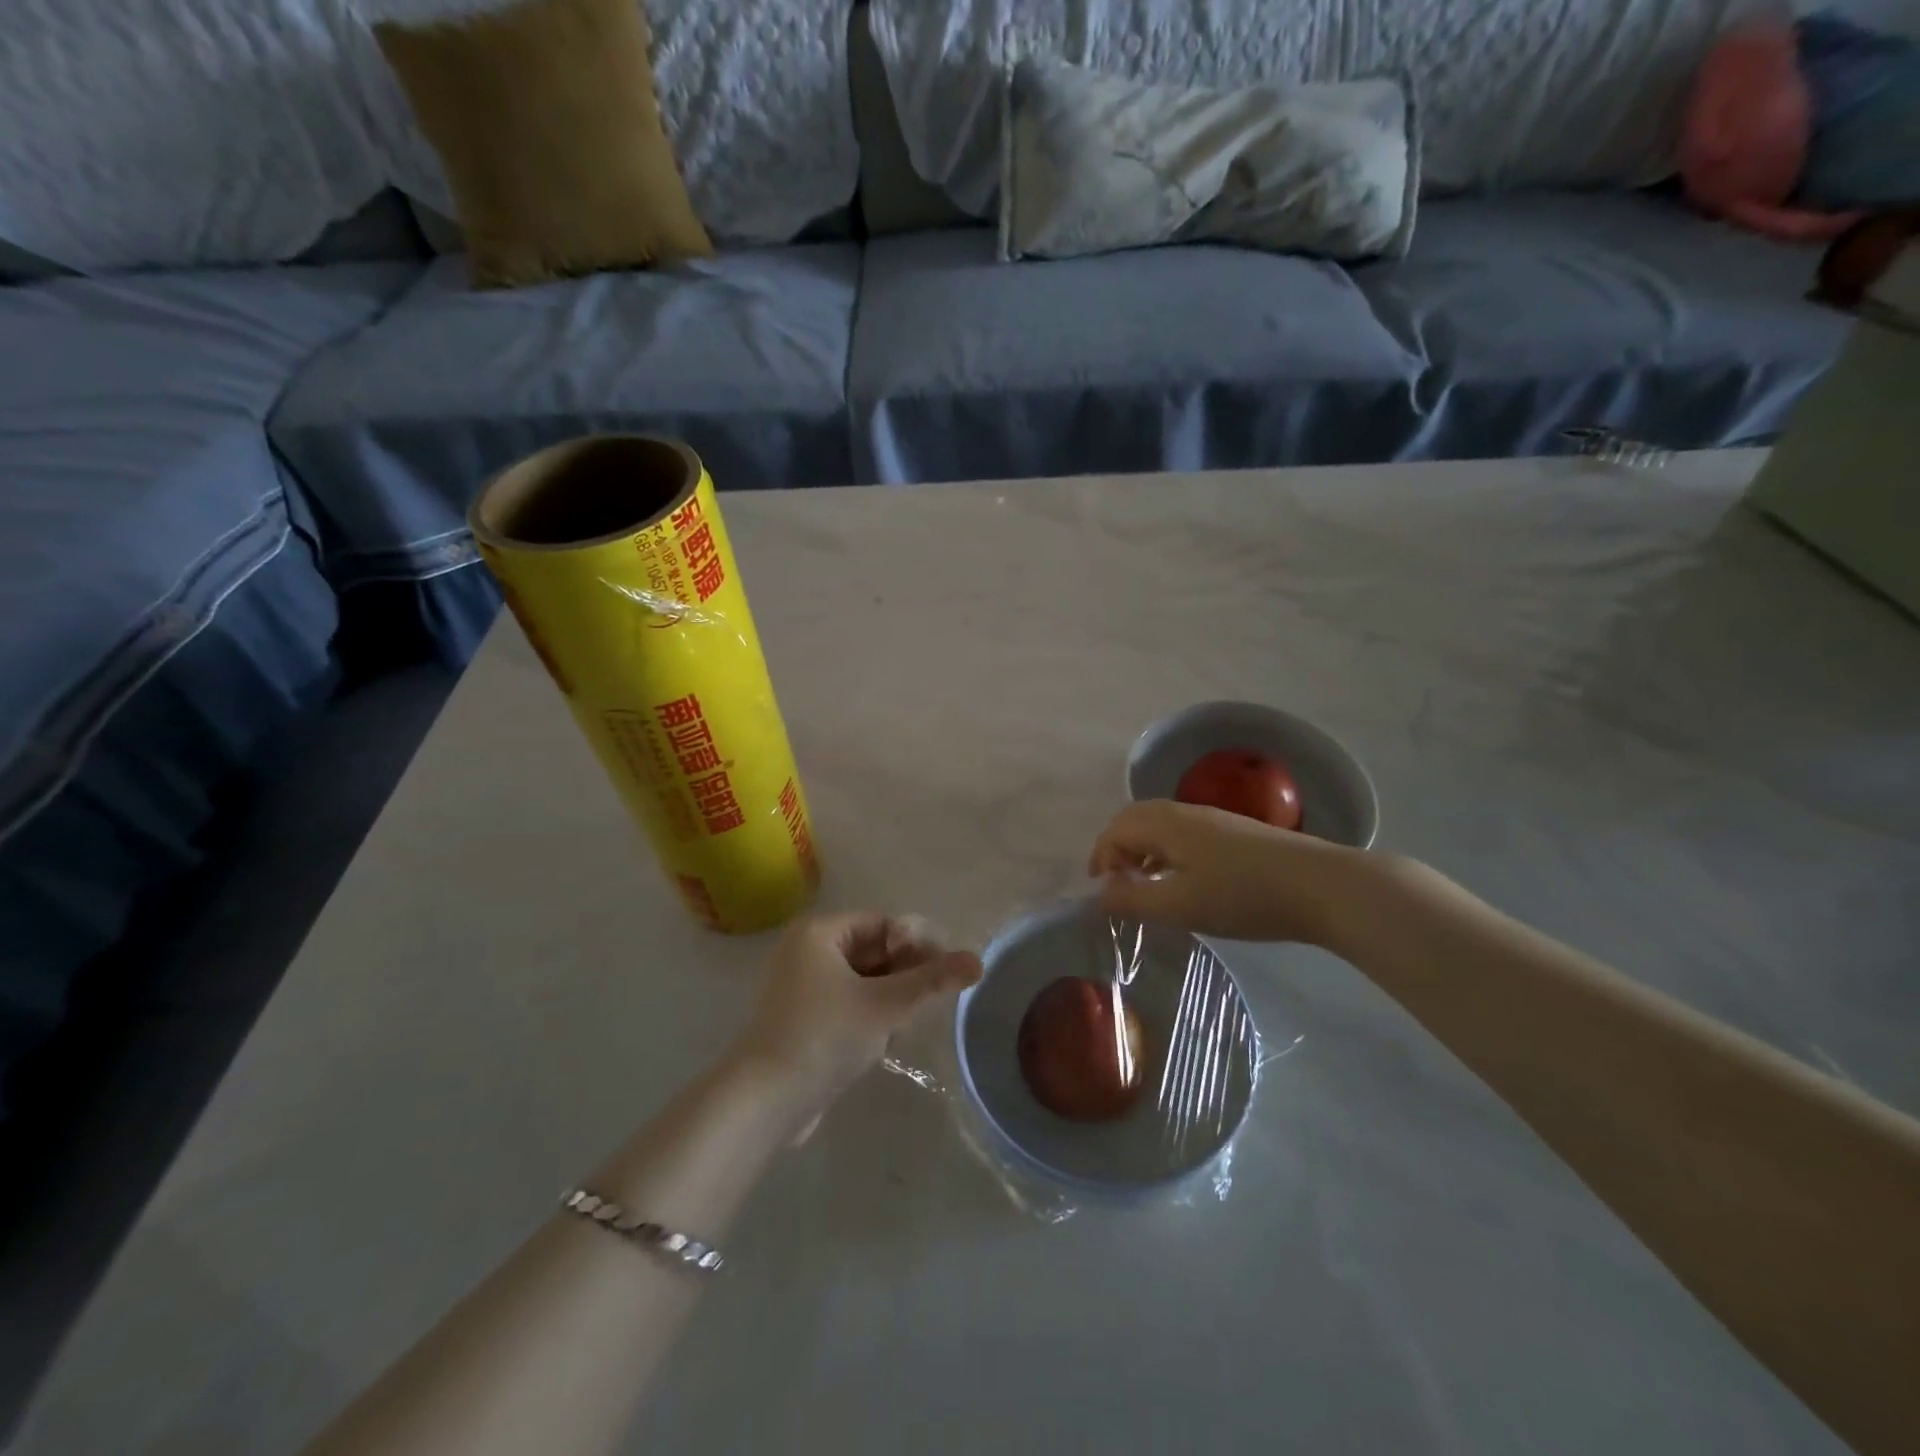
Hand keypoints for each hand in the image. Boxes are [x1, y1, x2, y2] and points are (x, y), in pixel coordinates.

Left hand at [726, 912, 981, 1129]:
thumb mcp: (885, 1006)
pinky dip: (867, 1014)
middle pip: (872, 950)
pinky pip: (844, 1002)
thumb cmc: (824, 1037)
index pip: (883, 924)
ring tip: (906, 1023)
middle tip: (930, 1000)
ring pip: (861, 979)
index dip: (917, 944)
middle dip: (904, 973)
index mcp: (819, 932)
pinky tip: (883, 1040)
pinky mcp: (799, 1018)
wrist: (762, 1102)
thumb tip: (978, 961)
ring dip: (888, 997)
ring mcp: (798, 986)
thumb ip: (932, 981)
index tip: (945, 972)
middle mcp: (804, 950)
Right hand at [1088, 799, 1368, 944]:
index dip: (1101, 857)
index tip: (1102, 891)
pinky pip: (1185, 834)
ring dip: (1144, 850)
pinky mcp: (1237, 833)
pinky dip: (1169, 853)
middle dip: (1118, 848)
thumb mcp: (1178, 905)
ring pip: (1163, 826)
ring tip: (1148, 885)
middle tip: (1118, 884)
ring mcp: (1214, 820)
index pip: (1116, 829)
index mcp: (1165, 823)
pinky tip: (1186, 881)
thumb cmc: (1241, 895)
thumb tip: (1100, 894)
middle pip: (1136, 819)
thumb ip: (1133, 899)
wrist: (1321, 886)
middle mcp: (1185, 812)